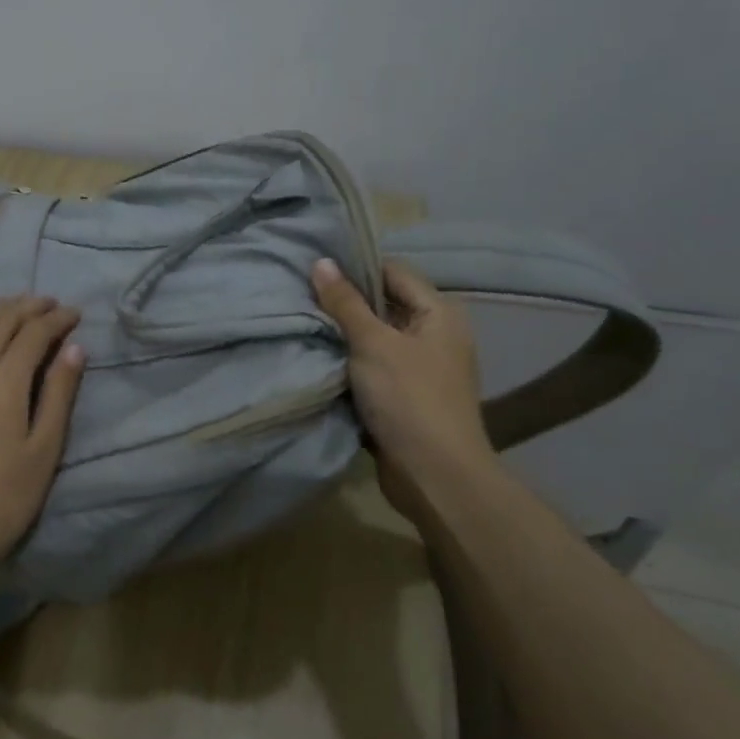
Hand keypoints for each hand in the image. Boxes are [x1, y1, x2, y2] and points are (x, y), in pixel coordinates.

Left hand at [0, 295, 85, 591]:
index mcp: (2, 383)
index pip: (33, 334)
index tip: (76, 314)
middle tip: (52, 304)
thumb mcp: (44, 449)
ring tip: (19, 307)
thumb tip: (75, 348)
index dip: (56, 320)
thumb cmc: (5, 499)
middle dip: (28, 307)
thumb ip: (59, 393)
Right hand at [311, 257, 495, 487]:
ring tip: (302, 322)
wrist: (435, 476)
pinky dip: (348, 362)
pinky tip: (317, 357)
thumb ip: (345, 303)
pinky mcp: (404, 395)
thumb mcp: (372, 344)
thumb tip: (321, 262)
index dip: (356, 267)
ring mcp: (420, 367)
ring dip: (343, 335)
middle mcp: (434, 334)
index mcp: (438, 313)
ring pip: (374, 337)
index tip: (314, 269)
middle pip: (383, 304)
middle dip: (344, 302)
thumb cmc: (409, 399)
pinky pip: (371, 366)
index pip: (393, 271)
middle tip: (300, 295)